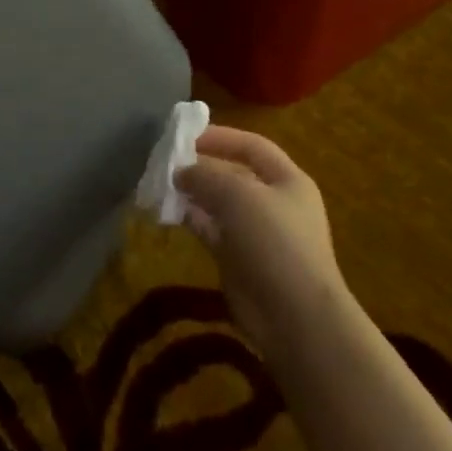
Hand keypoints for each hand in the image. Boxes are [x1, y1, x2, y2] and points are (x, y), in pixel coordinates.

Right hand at [175, 127, 346, 354]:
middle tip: (164, 161)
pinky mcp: (238, 258)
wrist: (293, 314)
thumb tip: (181, 172)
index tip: (183, 136)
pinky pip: (210, 229)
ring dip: (191, 193)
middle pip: (233, 174)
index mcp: (287, 180)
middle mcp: (274, 202)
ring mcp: (256, 232)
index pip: (252, 146)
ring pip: (218, 203)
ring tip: (158, 185)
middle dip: (200, 166)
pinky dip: (190, 219)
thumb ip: (206, 175)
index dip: (219, 136)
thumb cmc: (273, 242)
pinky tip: (165, 212)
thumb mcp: (238, 195)